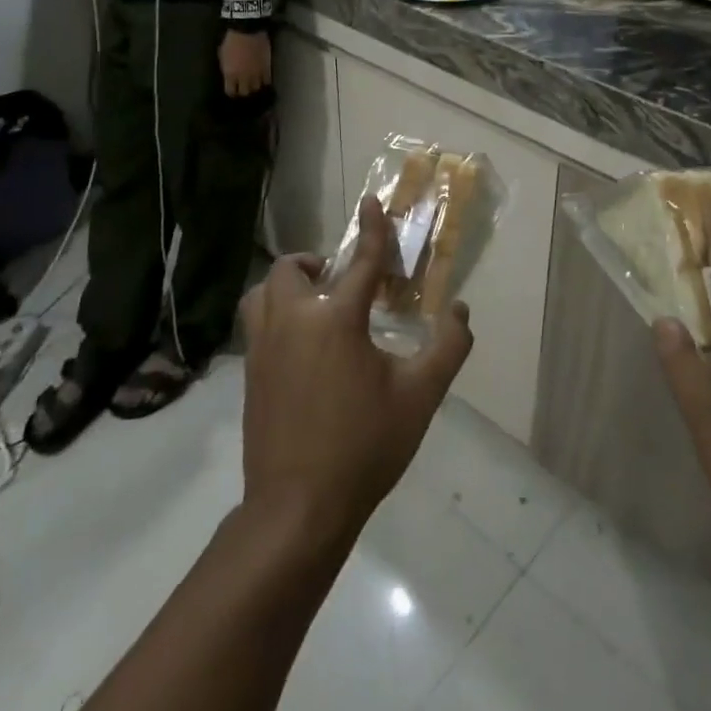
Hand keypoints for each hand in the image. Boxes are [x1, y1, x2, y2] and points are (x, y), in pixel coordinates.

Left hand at [220, 29, 271, 96]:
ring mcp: (257, 74)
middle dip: (243, 91)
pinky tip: (263, 79)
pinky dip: (264, 82)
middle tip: (243, 87)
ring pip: (256, 88)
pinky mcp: (267, 68)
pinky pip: (267, 81)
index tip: (232, 89)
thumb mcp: (223, 55)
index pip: (231, 91)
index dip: (232, 92)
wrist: (248, 30)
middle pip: (245, 92)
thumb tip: (230, 75)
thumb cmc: (231, 40)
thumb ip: (226, 68)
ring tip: (254, 84)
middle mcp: (244, 77)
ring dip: (254, 86)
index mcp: (230, 74)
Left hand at [240, 197, 473, 541]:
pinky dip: (276, 314)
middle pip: (292, 270)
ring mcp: (264, 348)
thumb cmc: (364, 446)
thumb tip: (459, 310)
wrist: (298, 508)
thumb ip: (448, 346)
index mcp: (336, 320)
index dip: (373, 229)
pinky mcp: (251, 374)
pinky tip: (301, 346)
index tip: (372, 202)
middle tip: (341, 281)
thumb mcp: (420, 396)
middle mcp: (293, 322)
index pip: (361, 261)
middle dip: (316, 263)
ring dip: (287, 286)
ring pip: (263, 294)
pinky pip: (257, 323)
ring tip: (315, 305)